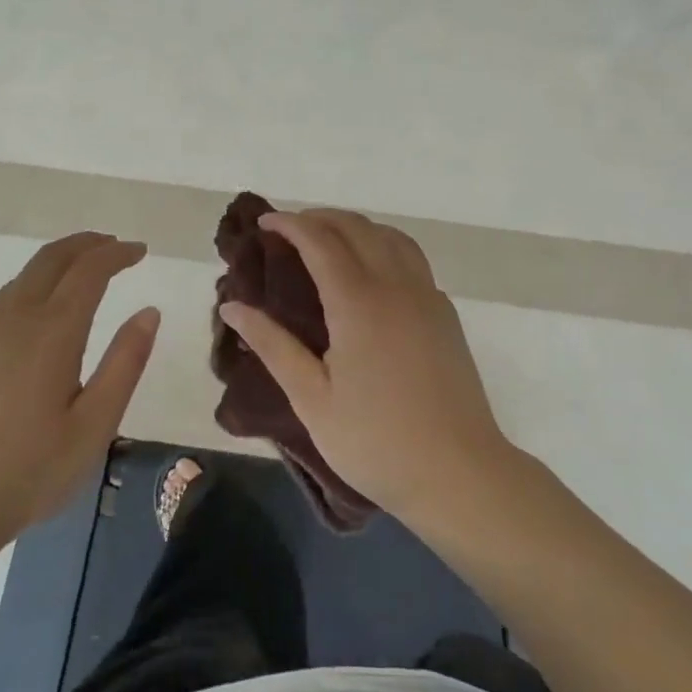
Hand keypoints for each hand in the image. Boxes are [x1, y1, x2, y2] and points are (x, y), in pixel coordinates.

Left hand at [0, 233, 158, 562]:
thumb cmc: (27, 472)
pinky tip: (39, 314)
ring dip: (58, 262)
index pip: (89, 270)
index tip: (139, 250)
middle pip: (51, 258)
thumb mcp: (94, 426)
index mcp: (52, 332)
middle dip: (86, 244)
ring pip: (23, 277)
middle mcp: (14, 319)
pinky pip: (3, 301)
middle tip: (113, 246)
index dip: (117, 253)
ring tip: (82, 272)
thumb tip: (149, 312)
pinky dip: (33, 287)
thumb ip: (124, 363)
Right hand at [219, 209, 514, 528]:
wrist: (459, 473)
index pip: (320, 240)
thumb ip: (273, 345)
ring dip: (355, 227)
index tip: (264, 222)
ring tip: (328, 241)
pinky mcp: (445, 313)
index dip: (290, 224)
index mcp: (358, 302)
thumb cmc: (376, 441)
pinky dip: (383, 245)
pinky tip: (371, 272)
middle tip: (288, 230)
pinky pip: (412, 258)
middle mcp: (396, 285)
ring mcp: (427, 295)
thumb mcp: (312, 399)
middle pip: (357, 227)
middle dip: (320, 218)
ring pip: (390, 236)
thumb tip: (232, 306)